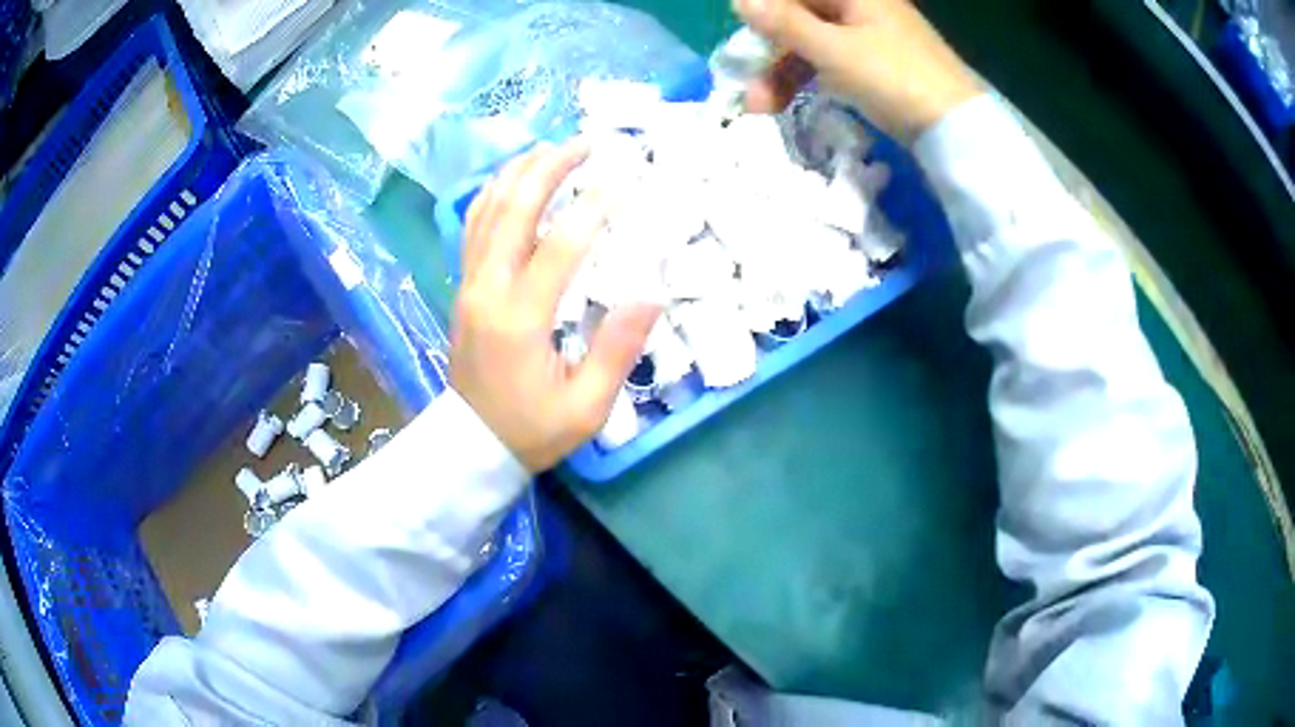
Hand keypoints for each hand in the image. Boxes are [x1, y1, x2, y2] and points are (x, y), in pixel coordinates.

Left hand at [451, 141, 660, 471]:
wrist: (472, 445)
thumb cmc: (532, 430)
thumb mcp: (585, 408)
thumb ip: (616, 351)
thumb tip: (650, 293)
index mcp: (520, 319)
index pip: (560, 246)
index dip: (595, 205)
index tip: (627, 176)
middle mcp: (487, 290)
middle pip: (514, 209)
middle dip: (552, 168)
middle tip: (588, 143)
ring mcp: (468, 284)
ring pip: (487, 210)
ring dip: (520, 172)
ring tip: (552, 147)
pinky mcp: (463, 287)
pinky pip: (474, 227)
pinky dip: (493, 193)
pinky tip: (513, 179)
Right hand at [734, 0, 982, 141]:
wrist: (958, 130)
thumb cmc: (895, 78)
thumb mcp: (833, 49)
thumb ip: (784, 23)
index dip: (763, 10)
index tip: (742, 39)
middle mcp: (860, 6)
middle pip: (799, 16)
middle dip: (768, 50)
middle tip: (746, 85)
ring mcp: (868, 36)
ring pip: (811, 42)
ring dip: (781, 71)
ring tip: (761, 108)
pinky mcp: (874, 64)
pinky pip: (829, 61)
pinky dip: (807, 79)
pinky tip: (789, 101)